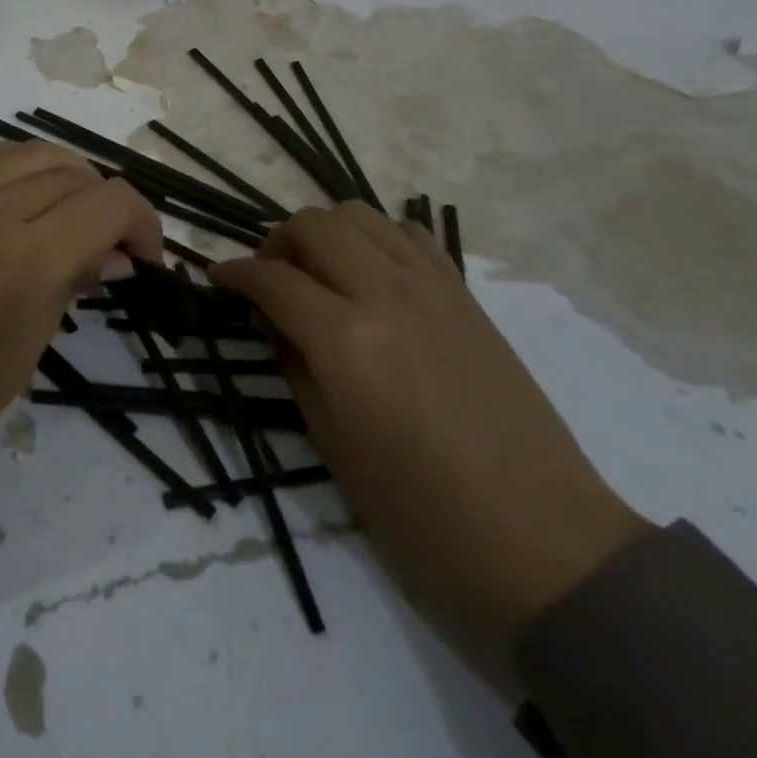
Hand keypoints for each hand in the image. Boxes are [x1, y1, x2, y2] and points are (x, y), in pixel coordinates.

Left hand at [0, 141, 160, 517]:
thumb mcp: (20, 361)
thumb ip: (67, 292)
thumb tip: (108, 258)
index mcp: (27, 259)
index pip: (109, 203)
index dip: (144, 223)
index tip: (147, 261)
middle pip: (74, 171)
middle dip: (108, 203)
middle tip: (110, 250)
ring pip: (29, 152)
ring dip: (67, 175)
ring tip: (71, 215)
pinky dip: (18, 167)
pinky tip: (20, 198)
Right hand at [211, 203, 651, 690]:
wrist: (539, 543)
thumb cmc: (420, 515)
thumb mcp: (332, 444)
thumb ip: (294, 364)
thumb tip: (271, 318)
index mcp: (346, 339)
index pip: (272, 278)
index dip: (234, 274)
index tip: (217, 279)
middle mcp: (387, 294)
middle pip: (315, 224)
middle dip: (277, 242)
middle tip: (268, 279)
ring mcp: (434, 289)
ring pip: (362, 215)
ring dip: (326, 232)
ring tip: (319, 272)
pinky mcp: (467, 297)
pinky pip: (411, 237)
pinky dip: (377, 239)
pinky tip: (372, 276)